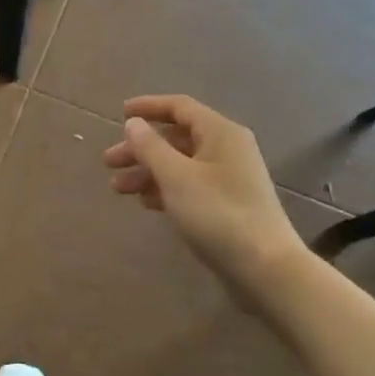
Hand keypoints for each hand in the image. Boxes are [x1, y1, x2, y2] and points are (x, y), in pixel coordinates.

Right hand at [104, 95, 305, 297]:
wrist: (264, 268)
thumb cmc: (218, 214)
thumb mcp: (176, 177)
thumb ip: (150, 147)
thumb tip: (133, 123)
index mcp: (220, 133)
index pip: (179, 107)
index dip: (148, 107)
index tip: (119, 115)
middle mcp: (227, 149)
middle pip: (176, 138)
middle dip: (140, 148)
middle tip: (109, 162)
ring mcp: (228, 178)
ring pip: (180, 164)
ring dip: (148, 171)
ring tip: (118, 189)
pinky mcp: (227, 204)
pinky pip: (189, 185)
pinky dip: (165, 189)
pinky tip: (145, 203)